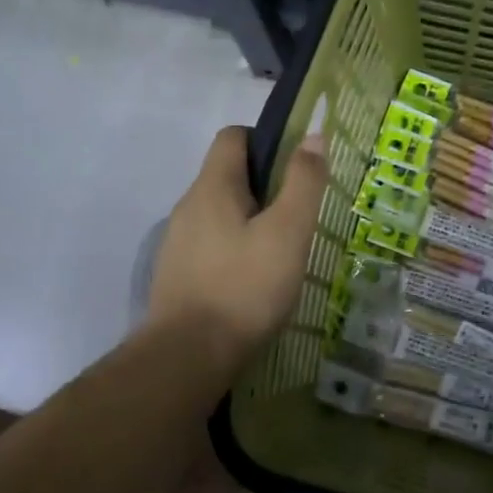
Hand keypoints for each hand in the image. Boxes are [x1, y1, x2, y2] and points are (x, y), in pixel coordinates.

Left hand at [147, 126, 327, 367]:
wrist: (187, 356)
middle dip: (266, 187)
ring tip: (283, 251)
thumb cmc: (244, 287)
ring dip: (252, 222)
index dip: (267, 141)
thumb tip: (314, 136)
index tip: (297, 169)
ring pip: (221, 214)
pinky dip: (236, 251)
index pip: (233, 137)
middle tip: (300, 216)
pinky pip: (212, 246)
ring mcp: (179, 243)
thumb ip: (303, 183)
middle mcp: (189, 207)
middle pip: (228, 176)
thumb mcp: (287, 232)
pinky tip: (256, 280)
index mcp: (212, 187)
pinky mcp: (178, 275)